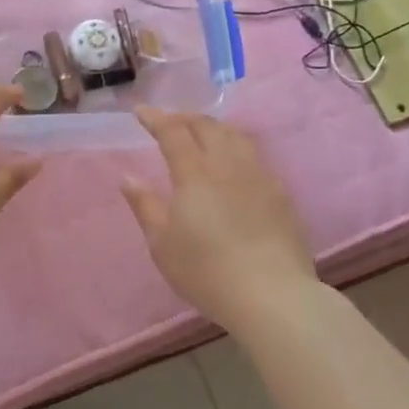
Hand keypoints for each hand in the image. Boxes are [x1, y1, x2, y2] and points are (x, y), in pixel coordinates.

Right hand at [122, 109, 317, 333]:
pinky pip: (255, 156)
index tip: (141, 112)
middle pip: (207, 126)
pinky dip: (236, 148)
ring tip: (203, 134)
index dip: (155, 118)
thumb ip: (145, 205)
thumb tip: (128, 177)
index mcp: (195, 172)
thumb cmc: (207, 272)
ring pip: (235, 136)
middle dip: (185, 118)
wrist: (272, 296)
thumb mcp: (163, 244)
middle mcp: (227, 164)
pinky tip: (235, 164)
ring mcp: (258, 176)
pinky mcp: (280, 193)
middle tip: (170, 122)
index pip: (173, 132)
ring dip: (213, 128)